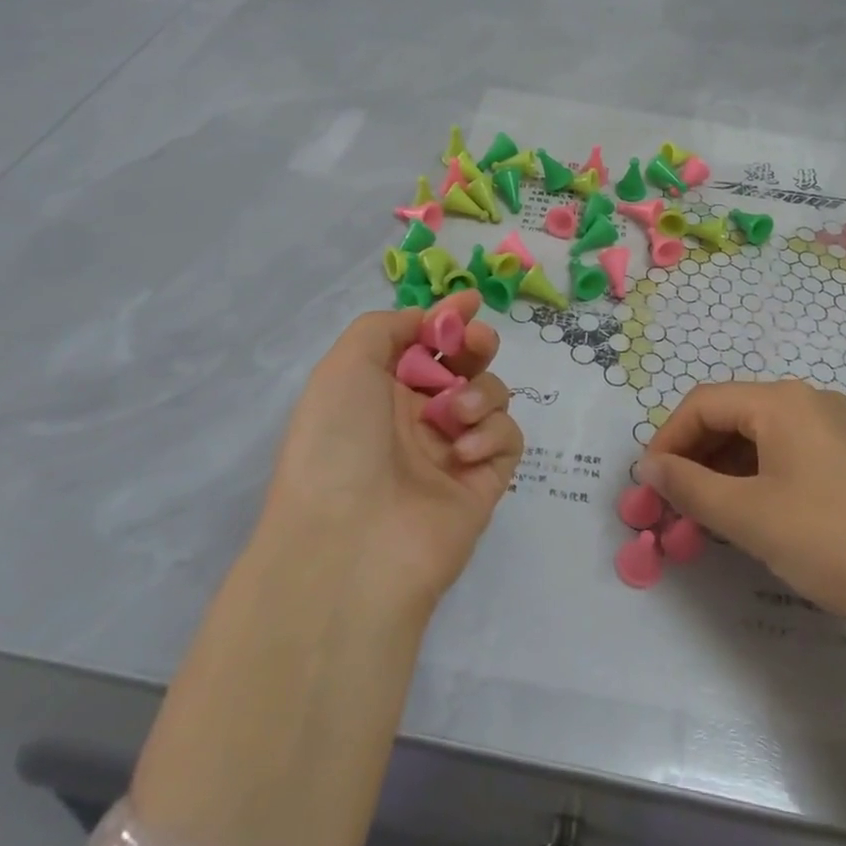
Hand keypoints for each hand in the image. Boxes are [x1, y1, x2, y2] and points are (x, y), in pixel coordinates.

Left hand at [265, 291, 523, 607]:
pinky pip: (507, 438)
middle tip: (474, 343)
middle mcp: (416, 417)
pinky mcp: (483, 481)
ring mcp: (452, 450)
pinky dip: (492, 433)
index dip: (447, 318)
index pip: (423, 343)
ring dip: (481, 391)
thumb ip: (386, 327)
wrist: (350, 545)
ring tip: (456, 415)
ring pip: (491, 396)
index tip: (470, 300)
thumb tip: (425, 321)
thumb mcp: (345, 365)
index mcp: (380, 391)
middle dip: (475, 344)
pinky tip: (463, 450)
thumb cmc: (338, 442)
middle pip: (464, 365)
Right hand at [640, 380, 845, 632]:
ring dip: (724, 469)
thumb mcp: (747, 515)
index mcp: (782, 401)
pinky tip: (751, 512)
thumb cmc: (828, 540)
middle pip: (732, 415)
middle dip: (695, 456)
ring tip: (707, 514)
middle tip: (673, 503)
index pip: (704, 403)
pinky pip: (789, 452)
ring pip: (760, 436)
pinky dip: (758, 475)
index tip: (648, 484)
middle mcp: (809, 400)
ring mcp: (837, 427)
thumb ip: (688, 486)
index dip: (667, 439)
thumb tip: (648, 467)